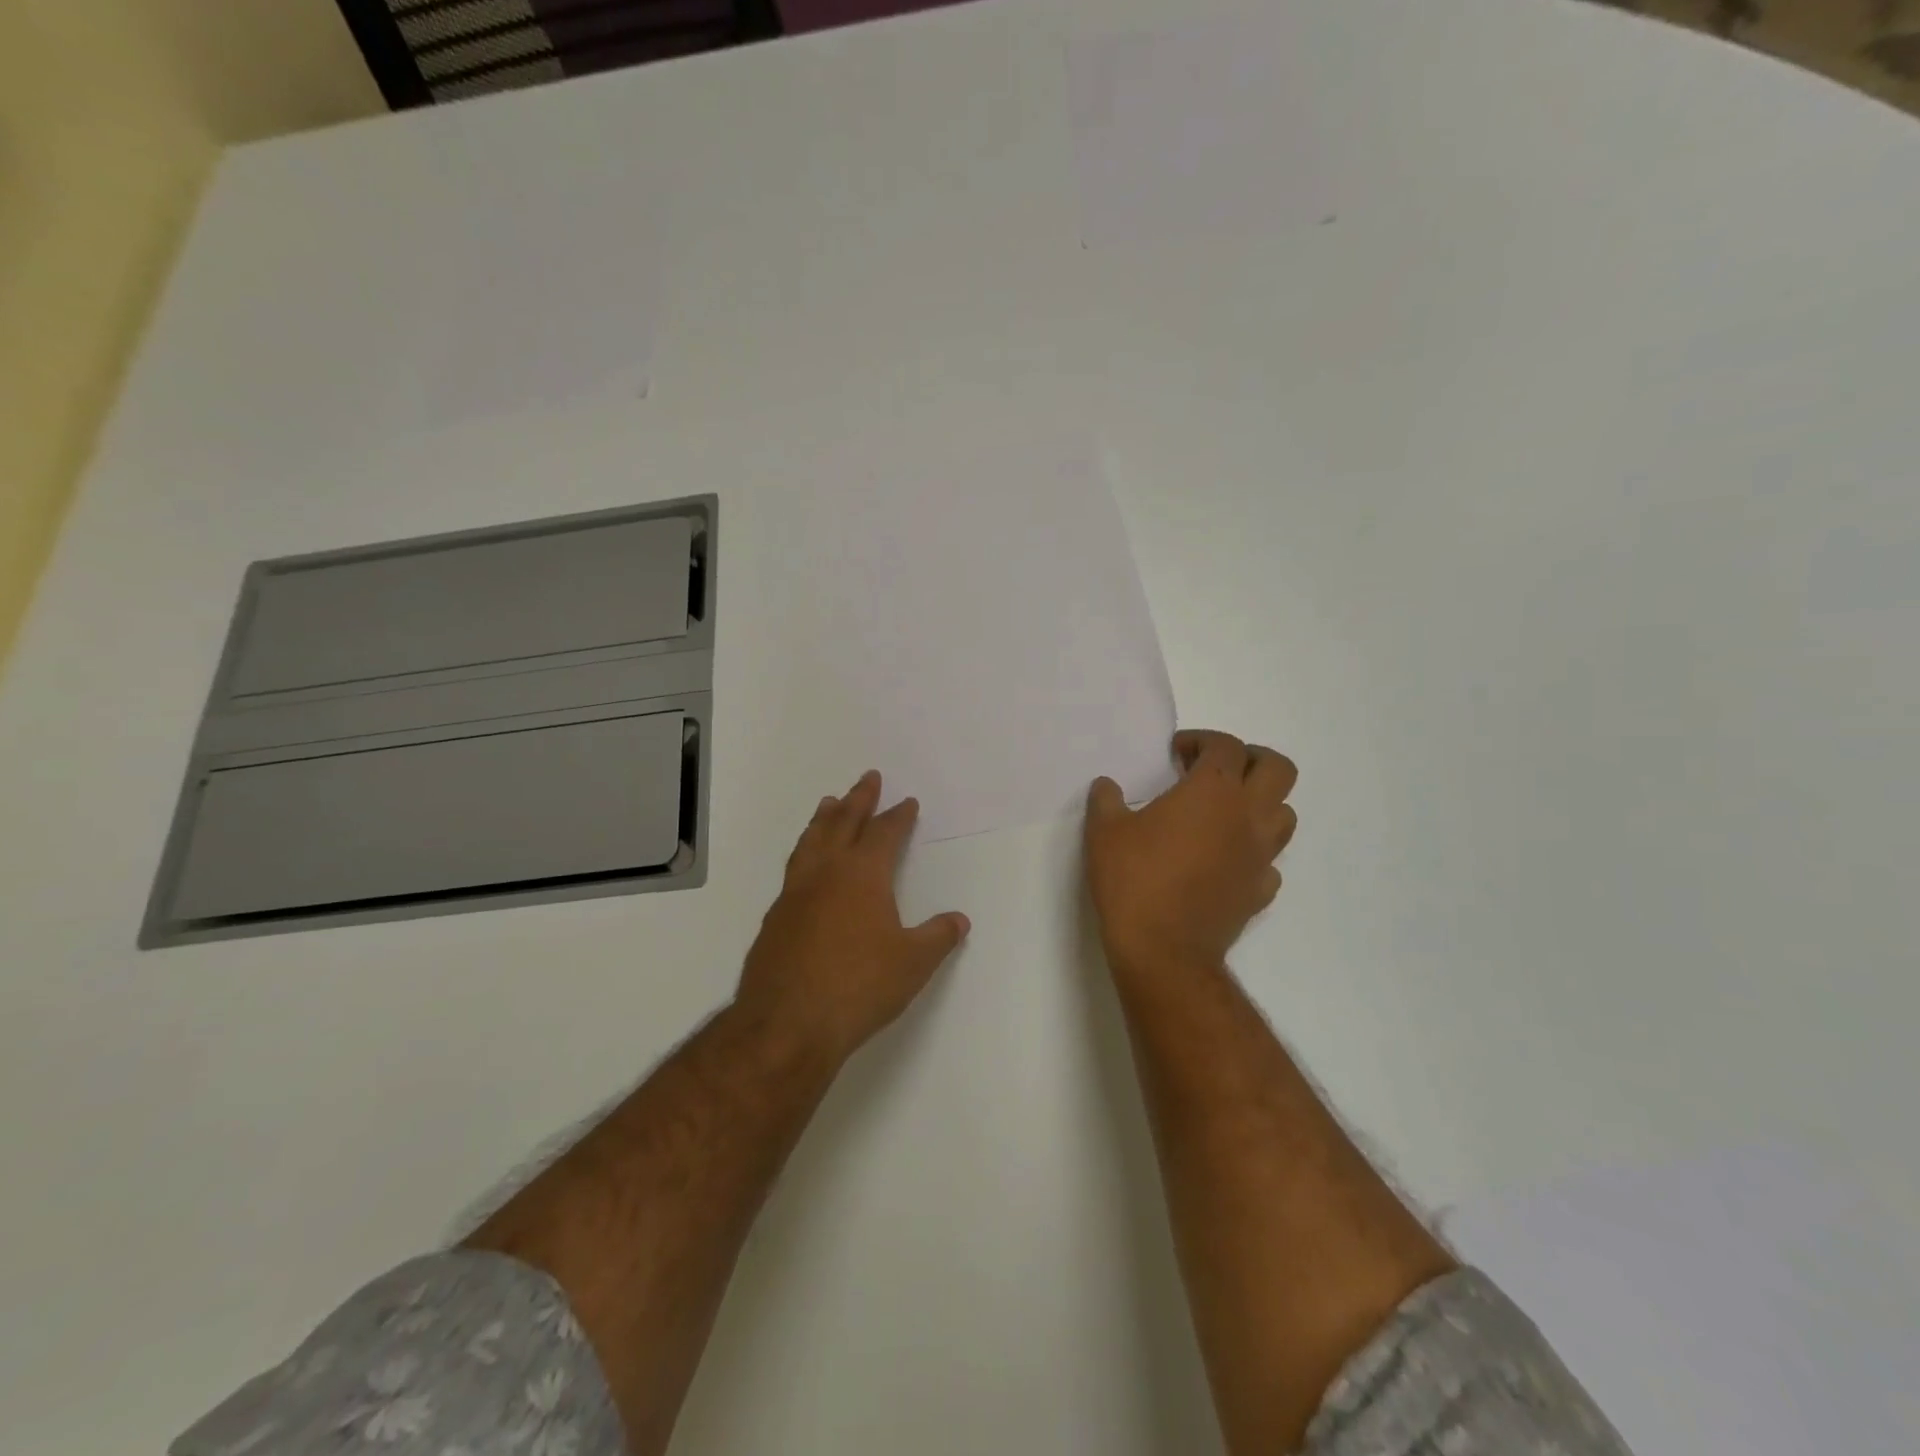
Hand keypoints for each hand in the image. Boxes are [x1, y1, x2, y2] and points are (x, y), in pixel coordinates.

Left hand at [736, 770, 970, 1062]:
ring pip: (811, 841)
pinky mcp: (775, 918)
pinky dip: (805, 853)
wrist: (786, 1024)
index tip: (906, 802)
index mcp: (862, 875)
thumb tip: (959, 920)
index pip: (884, 833)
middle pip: (843, 823)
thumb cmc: (858, 986)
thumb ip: (938, 937)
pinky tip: (807, 865)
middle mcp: (826, 873)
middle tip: (867, 778)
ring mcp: (794, 894)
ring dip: (824, 819)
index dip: (898, 816)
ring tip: (829, 803)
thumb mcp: (912, 963)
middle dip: (858, 799)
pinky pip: (794, 870)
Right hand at [1084, 730, 1297, 977]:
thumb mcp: (1104, 832)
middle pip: (1278, 769)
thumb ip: (1106, 800)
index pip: (1225, 746)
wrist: (1164, 950)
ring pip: (1285, 814)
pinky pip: (1269, 860)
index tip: (1176, 752)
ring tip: (1224, 812)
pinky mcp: (1260, 890)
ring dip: (1261, 803)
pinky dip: (1253, 851)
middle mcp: (1247, 816)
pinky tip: (1225, 859)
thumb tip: (1107, 786)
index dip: (1201, 740)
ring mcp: (1260, 855)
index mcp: (1212, 791)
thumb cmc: (1134, 879)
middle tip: (1217, 769)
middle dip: (1251, 759)